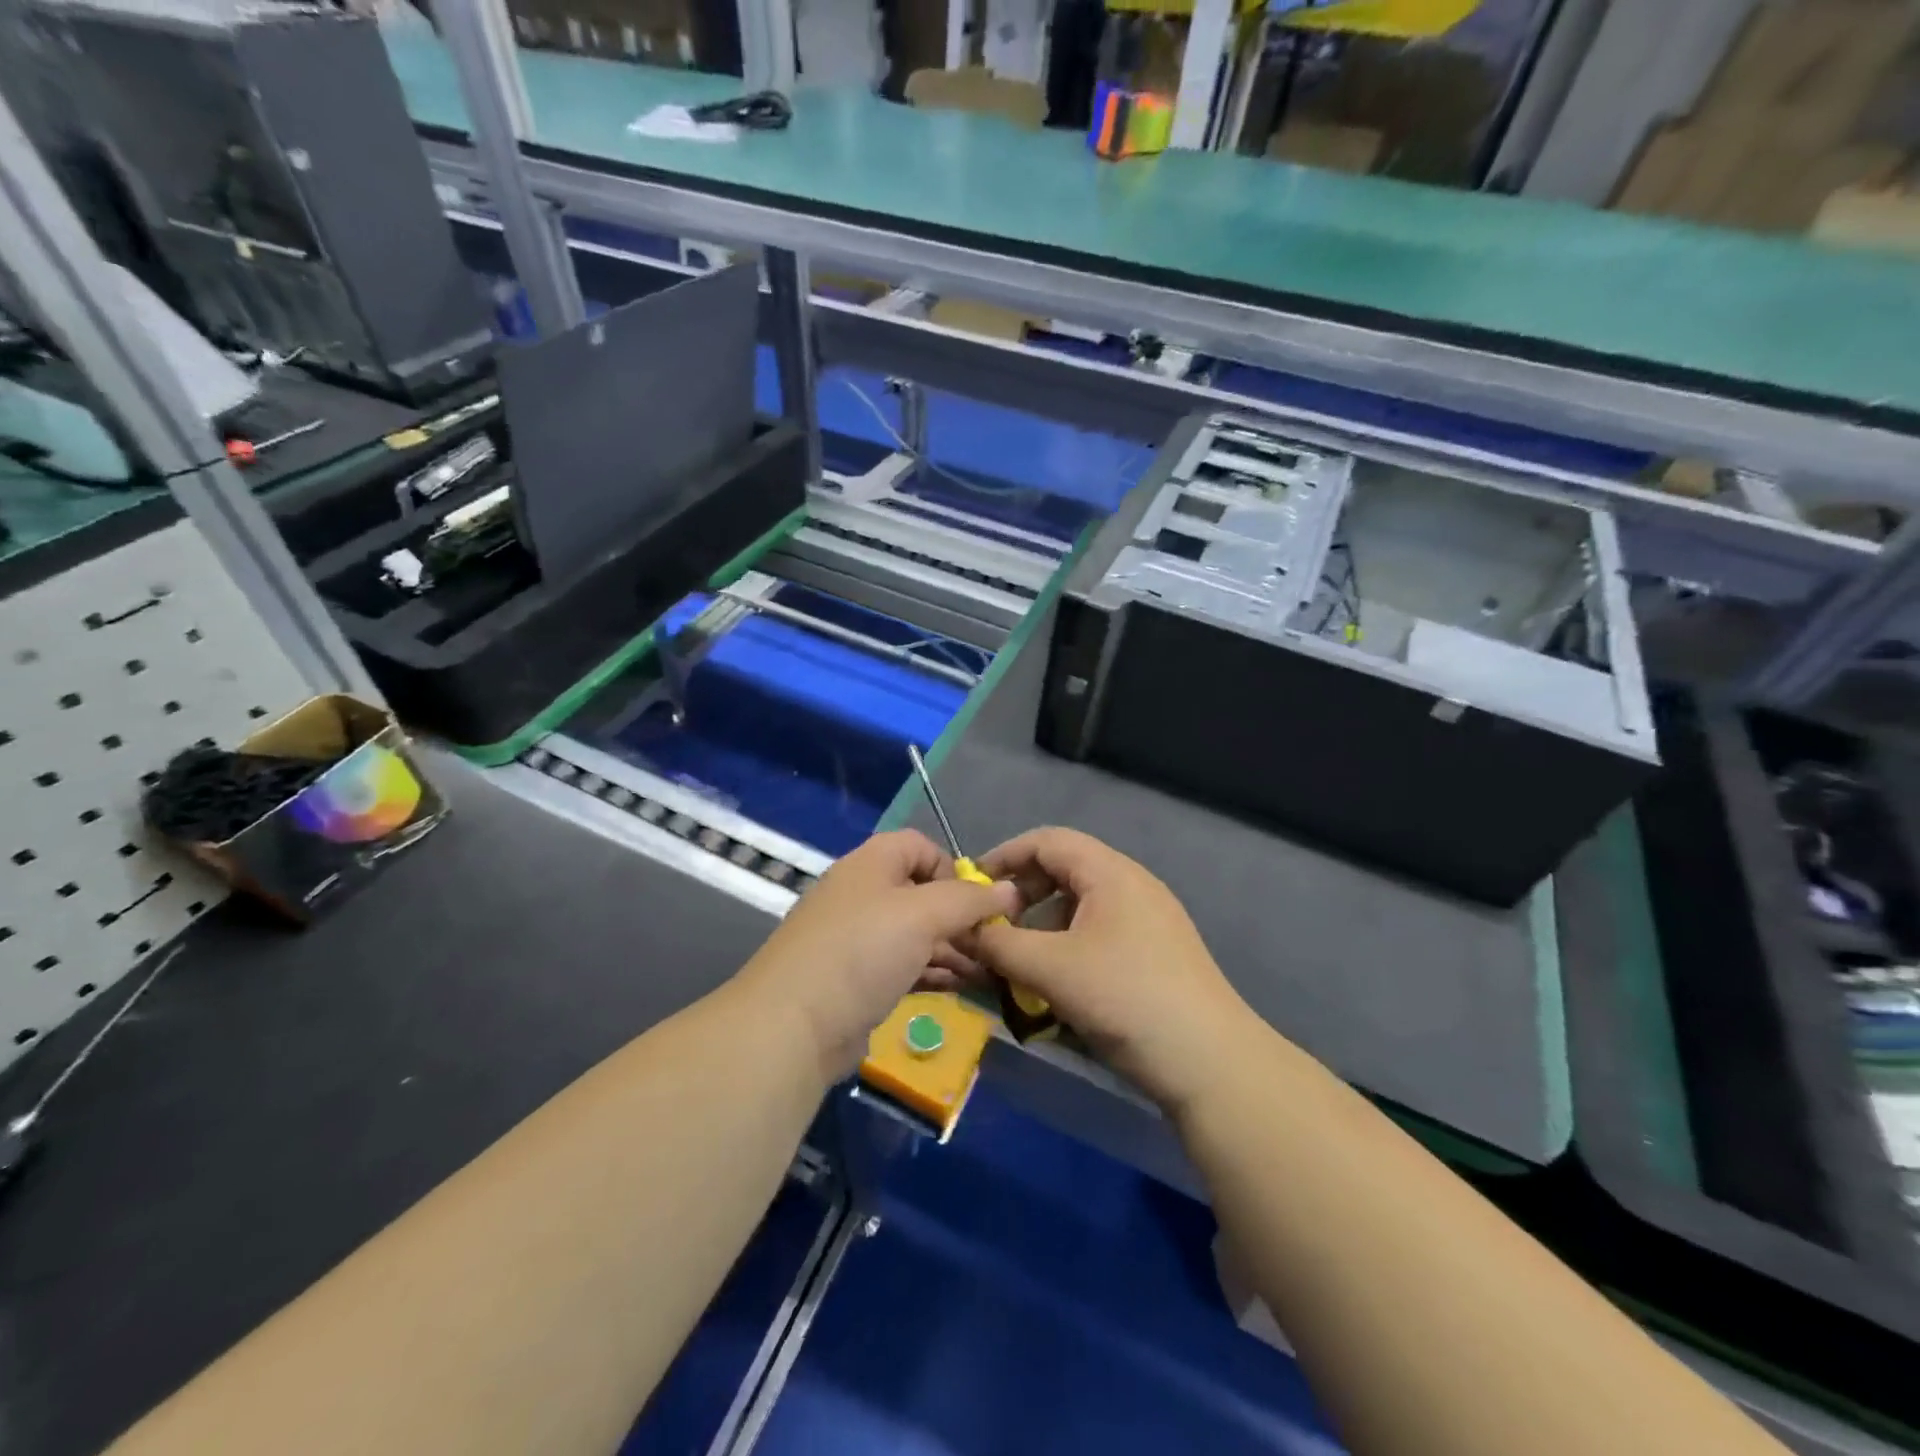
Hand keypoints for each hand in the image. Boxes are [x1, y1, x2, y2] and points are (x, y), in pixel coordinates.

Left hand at [741, 830, 1019, 1079]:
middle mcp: (862, 895)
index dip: (952, 867)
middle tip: (994, 944)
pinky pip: (904, 966)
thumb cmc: (862, 952)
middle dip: (960, 916)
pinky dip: (933, 972)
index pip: (919, 846)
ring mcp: (856, 940)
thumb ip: (969, 900)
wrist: (793, 1026)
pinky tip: (961, 988)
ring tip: (989, 971)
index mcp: (870, 864)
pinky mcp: (856, 980)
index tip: (978, 901)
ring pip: (915, 934)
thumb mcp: (923, 915)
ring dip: (952, 948)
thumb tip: (1009, 890)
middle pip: (921, 893)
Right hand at [974, 827, 1255, 1112]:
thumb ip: (998, 944)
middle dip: (1022, 894)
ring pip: (1080, 904)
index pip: (1047, 841)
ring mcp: (1148, 918)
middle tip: (994, 927)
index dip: (1005, 856)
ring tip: (1021, 961)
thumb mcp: (1050, 969)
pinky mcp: (1155, 951)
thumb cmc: (1125, 998)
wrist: (1210, 1062)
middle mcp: (1131, 884)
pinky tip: (1057, 982)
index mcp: (1110, 873)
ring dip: (1043, 924)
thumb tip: (961, 930)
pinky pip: (1099, 931)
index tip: (972, 888)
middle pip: (1064, 870)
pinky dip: (1068, 945)